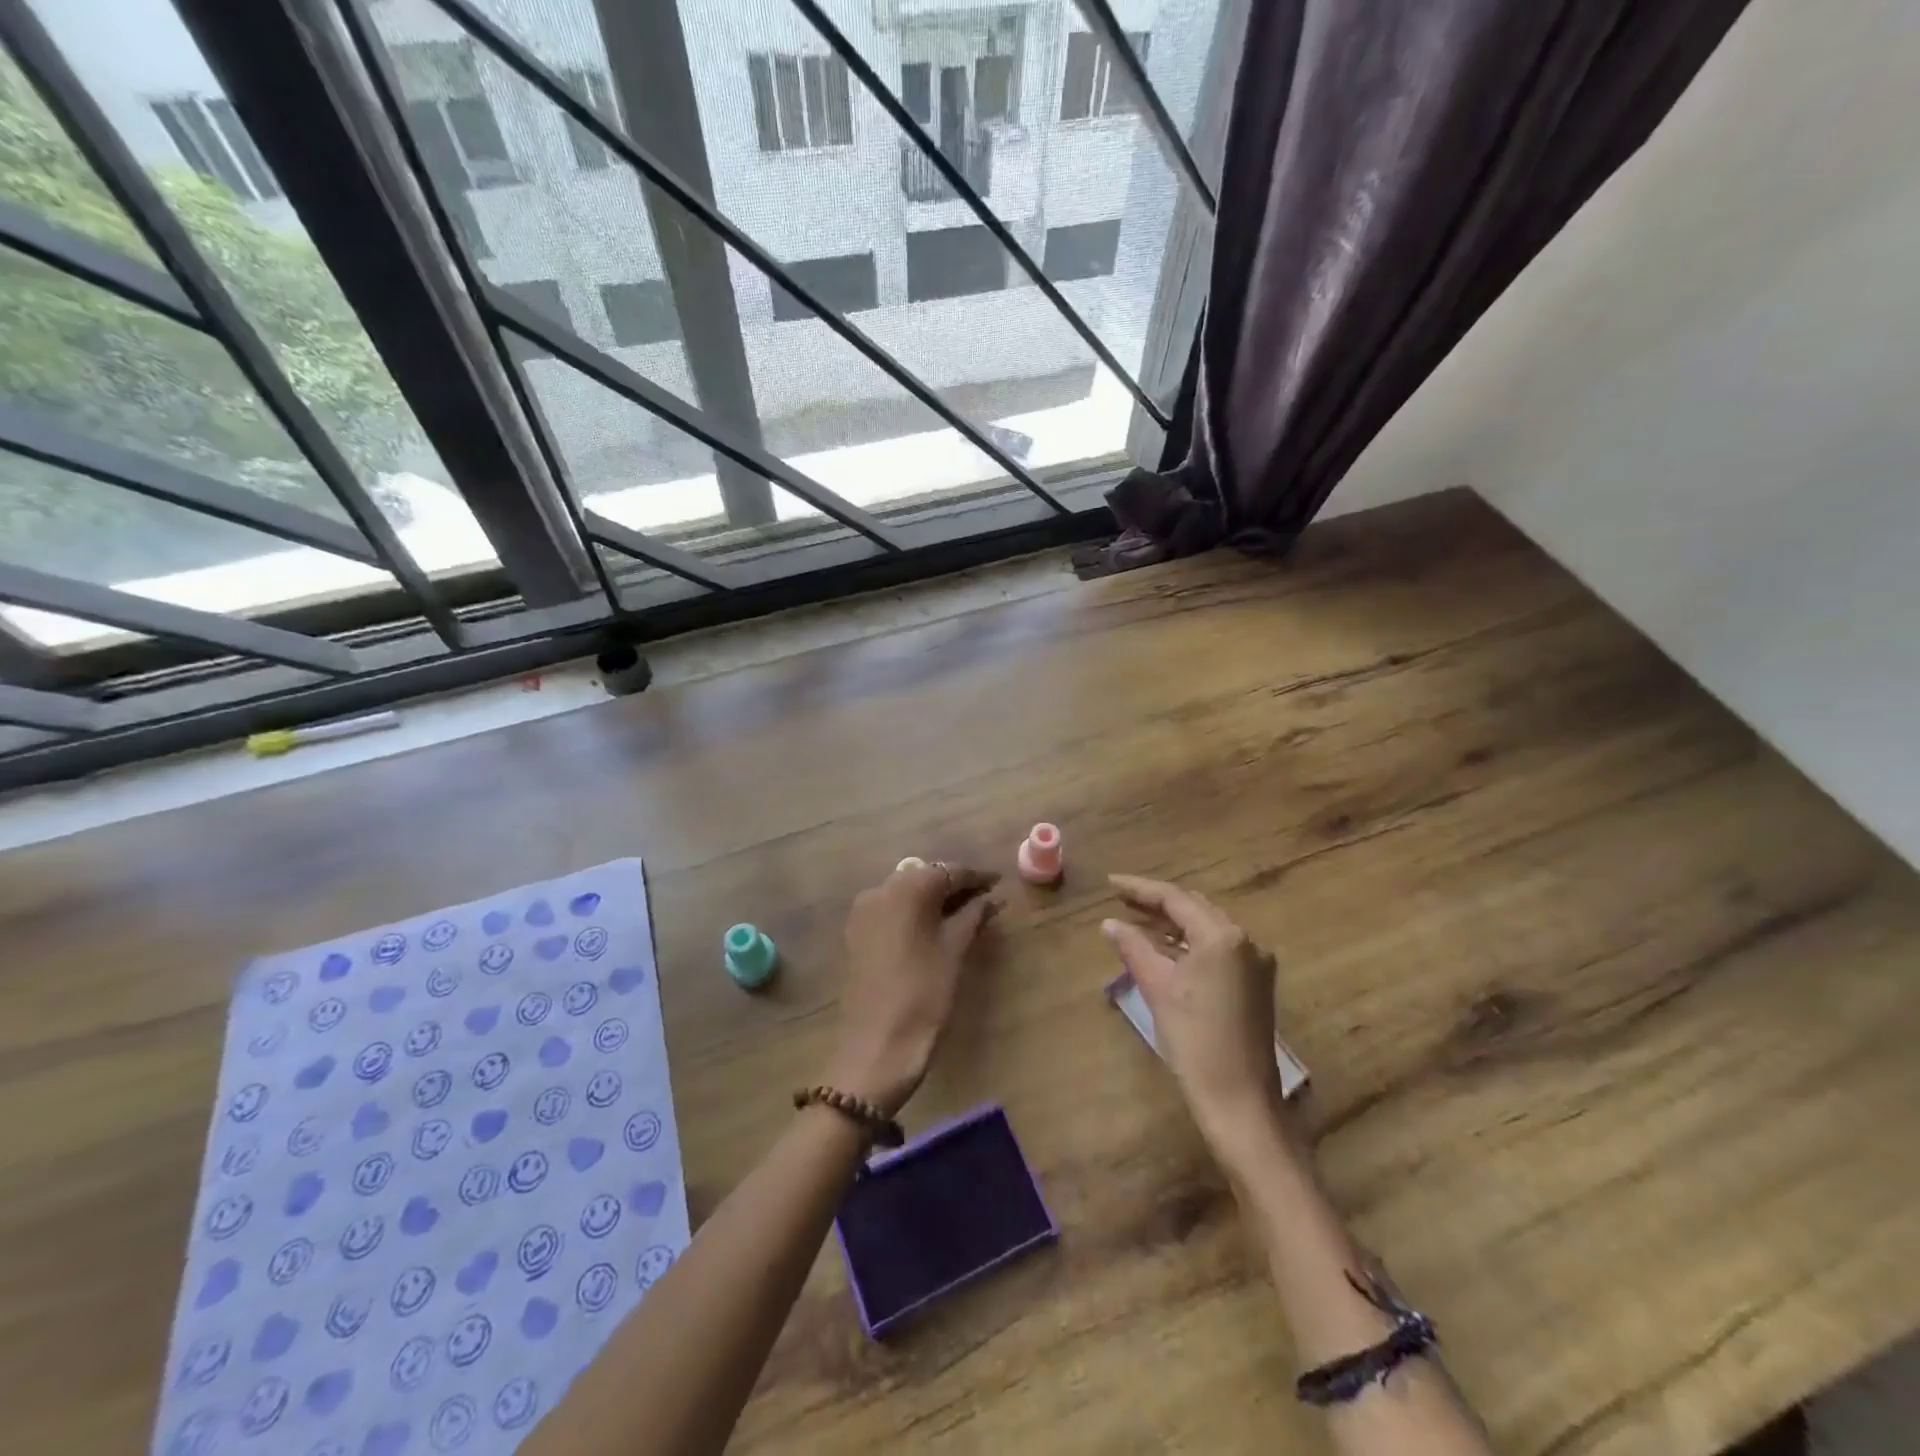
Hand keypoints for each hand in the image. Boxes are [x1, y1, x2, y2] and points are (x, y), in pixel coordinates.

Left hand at [827, 861, 999, 1116]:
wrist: (876, 1047)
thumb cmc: (923, 994)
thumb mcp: (955, 951)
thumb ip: (973, 916)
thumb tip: (991, 897)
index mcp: (906, 888)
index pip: (948, 871)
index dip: (977, 877)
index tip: (999, 882)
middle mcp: (880, 890)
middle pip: (924, 878)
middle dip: (955, 886)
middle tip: (985, 899)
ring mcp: (863, 912)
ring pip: (906, 893)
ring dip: (934, 899)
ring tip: (965, 914)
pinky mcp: (856, 934)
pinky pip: (891, 910)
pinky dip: (914, 913)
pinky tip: (935, 928)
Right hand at [1102, 874, 1286, 1156]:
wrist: (1240, 1101)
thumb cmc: (1195, 1040)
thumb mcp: (1157, 988)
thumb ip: (1133, 947)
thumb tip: (1110, 923)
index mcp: (1222, 936)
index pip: (1175, 898)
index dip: (1140, 888)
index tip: (1110, 884)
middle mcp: (1245, 941)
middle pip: (1194, 908)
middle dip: (1157, 903)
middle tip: (1121, 900)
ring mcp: (1255, 963)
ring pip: (1207, 928)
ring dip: (1173, 923)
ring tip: (1136, 921)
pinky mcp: (1256, 984)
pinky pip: (1217, 949)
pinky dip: (1189, 944)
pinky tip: (1164, 949)